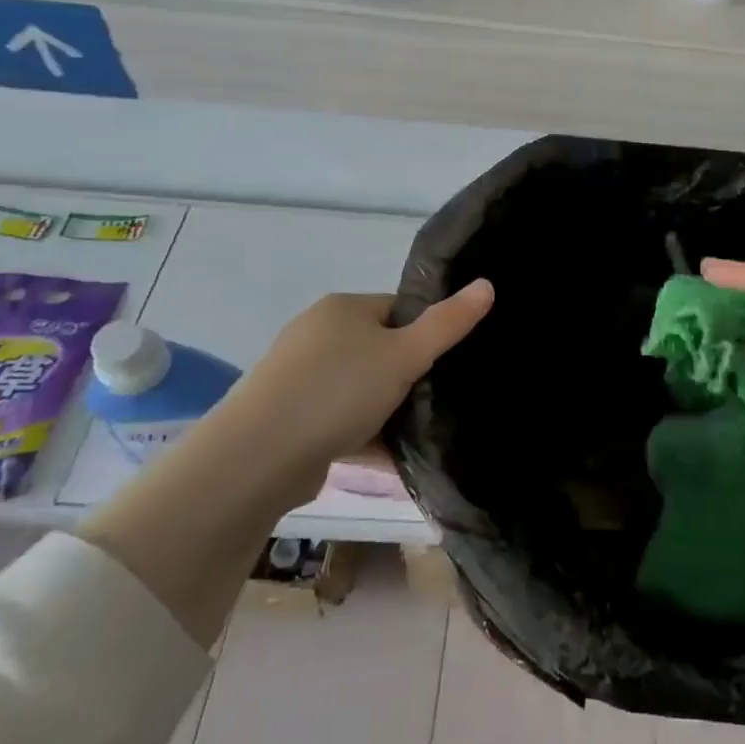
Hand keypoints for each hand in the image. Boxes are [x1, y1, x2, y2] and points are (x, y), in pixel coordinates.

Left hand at [212, 280, 494, 475]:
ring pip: (360, 388)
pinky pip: (339, 419)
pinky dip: (363, 435)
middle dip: (408, 376)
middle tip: (435, 400)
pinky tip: (389, 459)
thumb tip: (487, 284)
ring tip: (418, 433)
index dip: (427, 332)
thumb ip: (448, 323)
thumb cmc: (337, 391)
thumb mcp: (404, 355)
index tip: (447, 363)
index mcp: (343, 309)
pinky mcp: (289, 417)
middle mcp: (317, 334)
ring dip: (386, 410)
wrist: (257, 457)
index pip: (399, 309)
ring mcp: (298, 377)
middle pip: (380, 349)